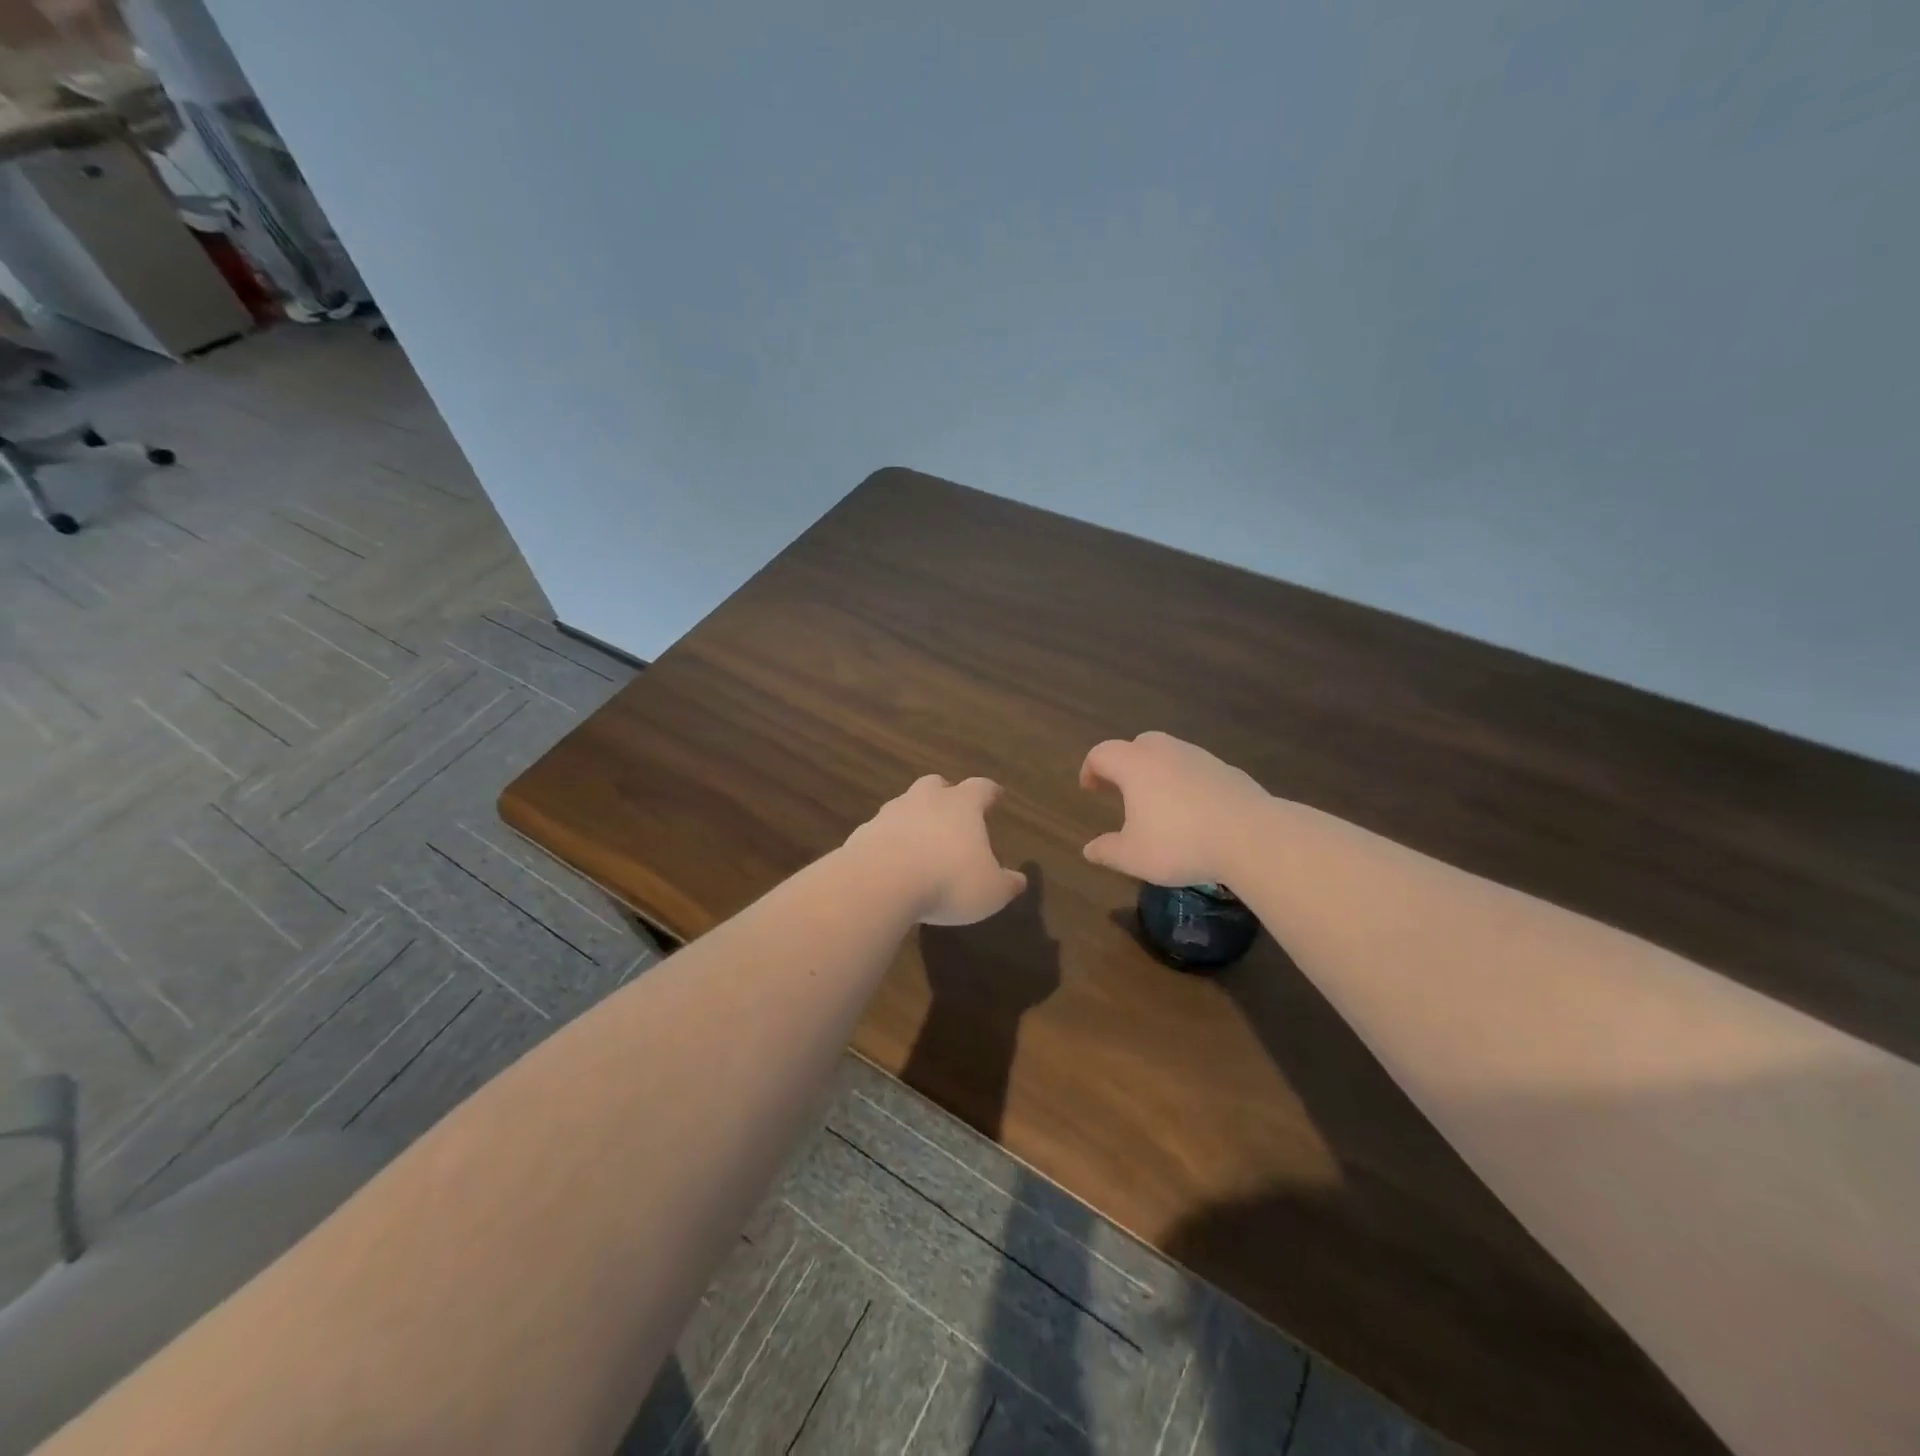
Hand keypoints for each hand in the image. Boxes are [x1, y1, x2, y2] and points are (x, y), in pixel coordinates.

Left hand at [845, 775, 1027, 925]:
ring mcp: (890, 814)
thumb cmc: (948, 881)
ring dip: (914, 818)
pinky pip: (881, 831)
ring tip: (921, 842)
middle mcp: (925, 800)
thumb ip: (1006, 884)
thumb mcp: (990, 891)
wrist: (880, 883)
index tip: (996, 796)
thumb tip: (1019, 880)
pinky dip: (889, 841)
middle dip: (945, 794)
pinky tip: (892, 862)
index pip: (981, 788)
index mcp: (962, 805)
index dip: (990, 792)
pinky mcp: (863, 833)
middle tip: (952, 811)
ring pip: (905, 805)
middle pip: (936, 784)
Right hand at [1079, 731, 1267, 886]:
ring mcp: (1200, 758)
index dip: (1091, 769)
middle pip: (1138, 745)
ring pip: (1170, 754)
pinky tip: (1193, 810)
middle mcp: (1166, 752)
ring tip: (1158, 802)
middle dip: (1125, 764)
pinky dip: (1186, 782)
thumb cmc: (1180, 843)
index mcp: (1135, 766)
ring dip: (1158, 771)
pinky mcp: (1228, 771)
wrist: (1251, 837)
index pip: (1102, 754)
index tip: (1090, 789)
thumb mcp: (1134, 856)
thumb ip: (1107, 851)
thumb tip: (1089, 850)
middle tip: (1122, 789)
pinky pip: (1196, 769)